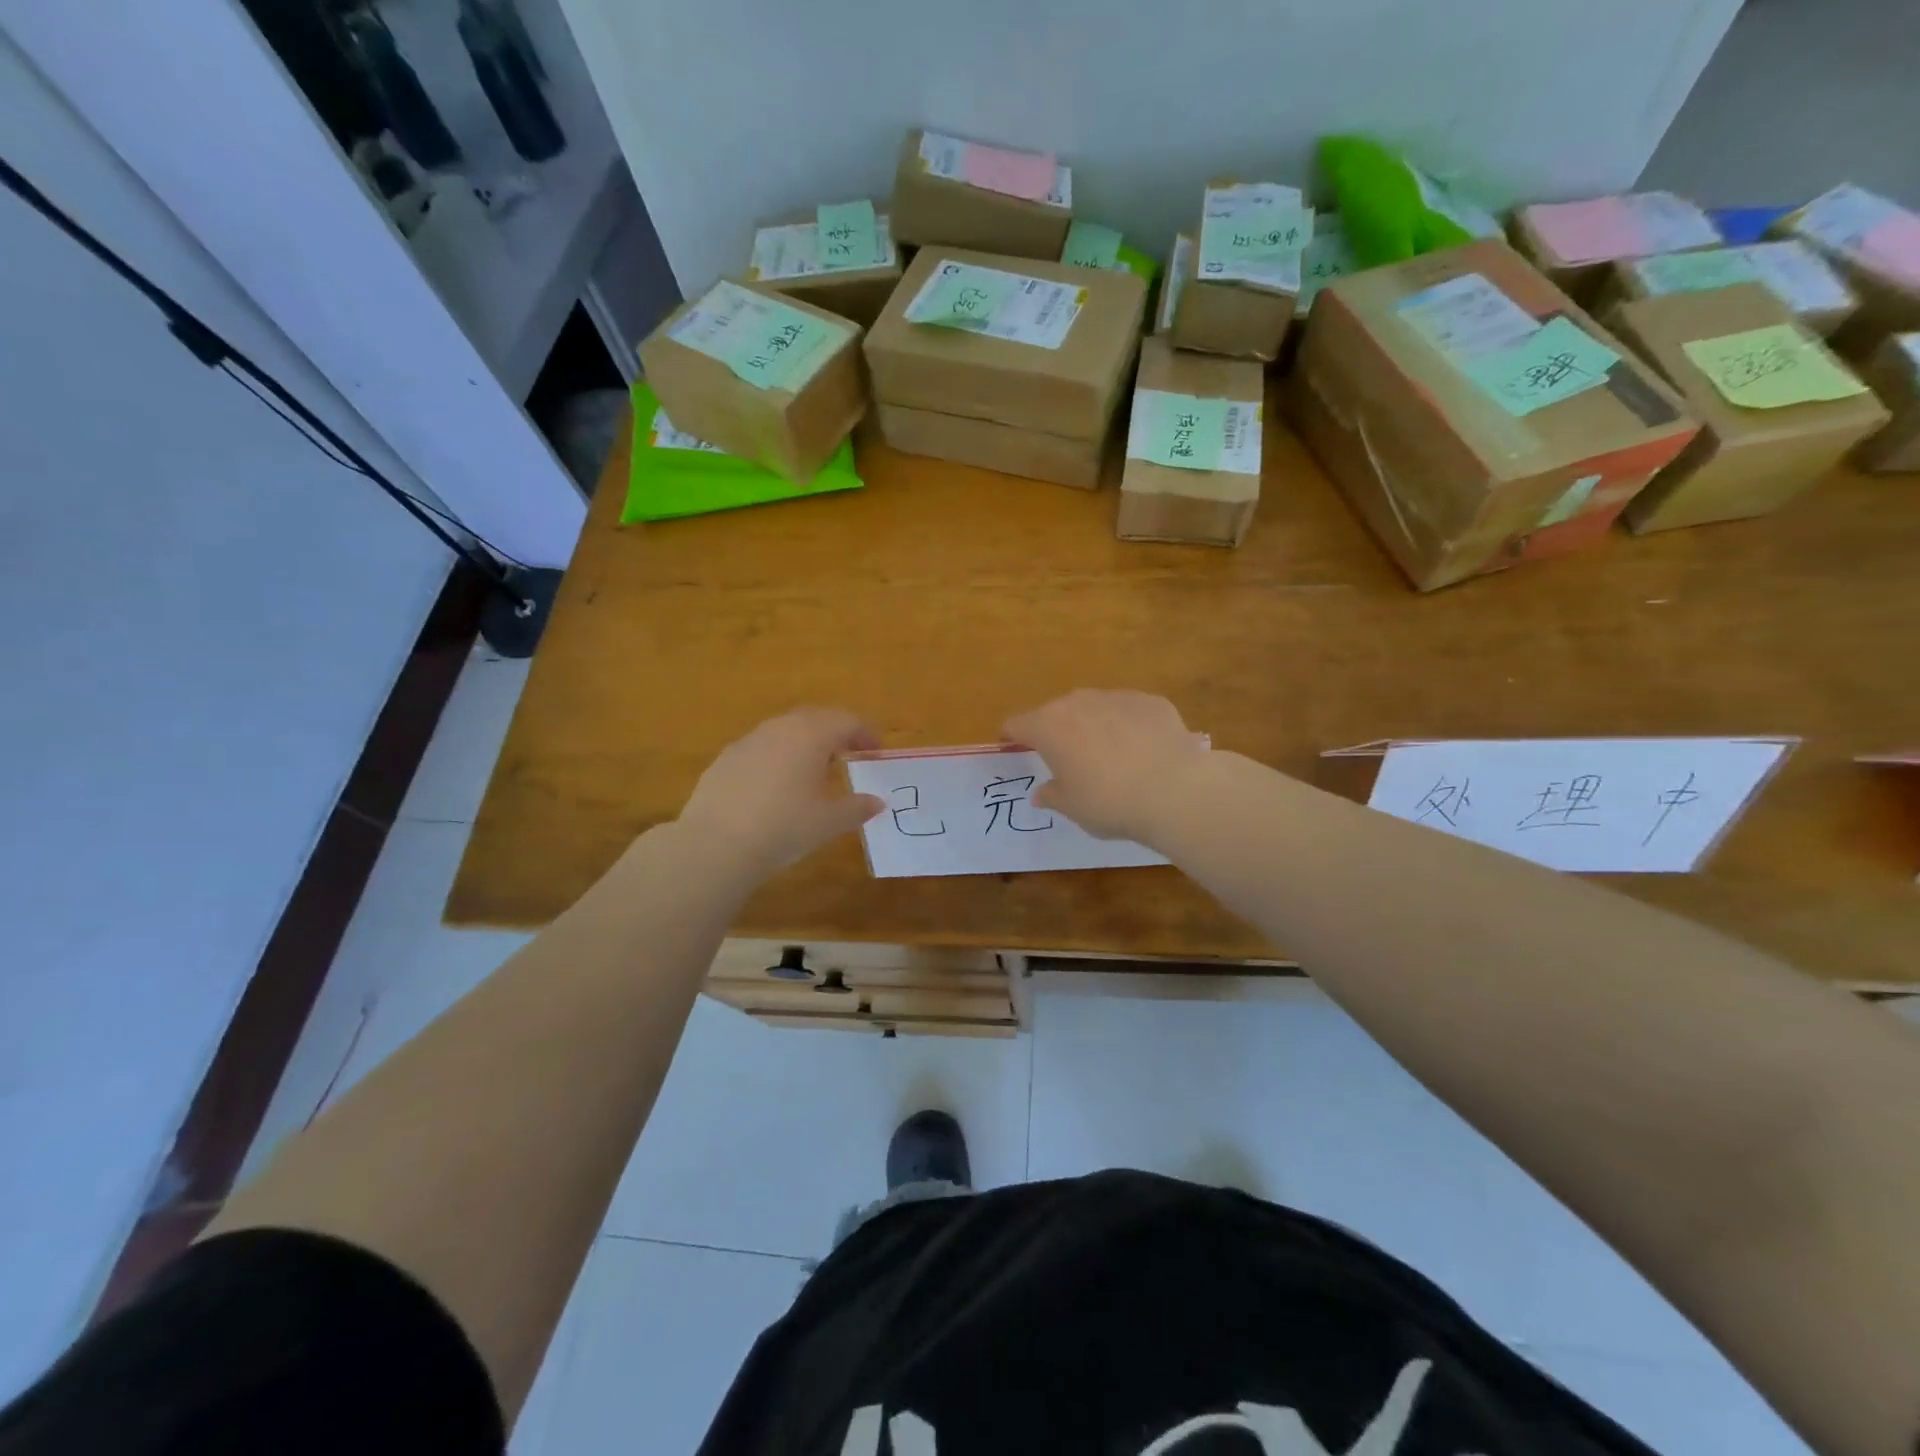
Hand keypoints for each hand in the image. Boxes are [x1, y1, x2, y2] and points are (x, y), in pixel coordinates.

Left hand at [677, 708, 883, 878]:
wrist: (716, 844)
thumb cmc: (785, 826)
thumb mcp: (830, 821)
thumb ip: (858, 807)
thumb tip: (877, 802)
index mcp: (811, 734)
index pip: (847, 721)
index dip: (866, 734)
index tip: (876, 752)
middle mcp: (780, 728)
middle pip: (815, 719)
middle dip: (835, 733)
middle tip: (848, 755)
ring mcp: (748, 741)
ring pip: (785, 732)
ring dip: (805, 744)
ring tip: (813, 772)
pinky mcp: (725, 759)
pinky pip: (761, 749)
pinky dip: (777, 759)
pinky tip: (776, 788)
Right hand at [1004, 690, 1207, 841]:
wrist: (1174, 790)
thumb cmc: (1109, 802)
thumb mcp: (1072, 807)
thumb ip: (1052, 795)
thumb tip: (1042, 793)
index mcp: (1048, 726)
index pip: (1017, 724)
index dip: (1013, 737)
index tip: (1014, 748)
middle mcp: (1078, 702)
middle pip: (1056, 712)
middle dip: (1057, 732)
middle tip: (1068, 760)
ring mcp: (1117, 697)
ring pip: (1094, 708)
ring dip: (1094, 726)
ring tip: (1110, 756)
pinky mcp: (1151, 701)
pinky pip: (1130, 712)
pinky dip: (1129, 727)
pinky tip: (1143, 752)